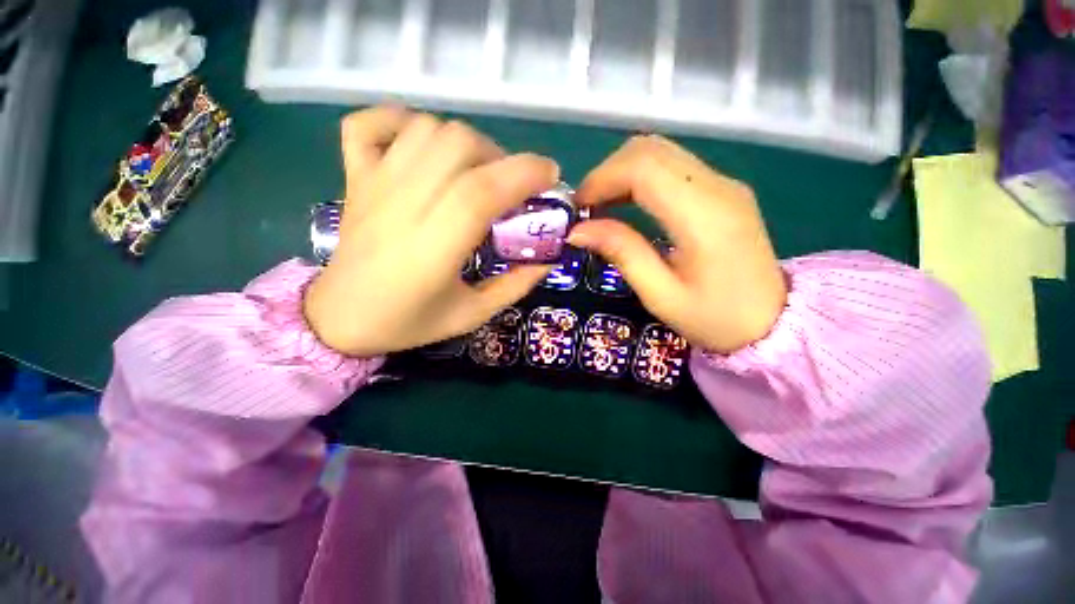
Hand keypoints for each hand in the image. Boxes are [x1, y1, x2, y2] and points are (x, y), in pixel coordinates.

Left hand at [303, 106, 556, 356]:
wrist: (341, 319)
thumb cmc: (410, 322)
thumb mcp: (473, 315)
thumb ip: (515, 286)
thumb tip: (549, 259)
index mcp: (433, 249)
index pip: (480, 190)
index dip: (523, 174)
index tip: (550, 177)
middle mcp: (402, 207)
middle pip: (457, 145)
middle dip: (500, 157)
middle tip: (511, 186)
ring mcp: (373, 185)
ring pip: (426, 129)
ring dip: (464, 142)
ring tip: (476, 171)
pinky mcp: (354, 178)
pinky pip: (369, 124)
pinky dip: (401, 121)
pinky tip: (423, 146)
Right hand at [568, 135, 785, 352]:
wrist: (774, 324)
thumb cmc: (716, 319)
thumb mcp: (661, 295)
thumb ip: (622, 254)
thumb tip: (578, 230)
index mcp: (704, 216)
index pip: (643, 168)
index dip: (602, 179)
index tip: (579, 207)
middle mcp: (717, 187)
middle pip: (650, 149)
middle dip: (607, 172)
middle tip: (587, 207)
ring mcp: (723, 184)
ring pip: (660, 152)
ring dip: (622, 173)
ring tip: (601, 207)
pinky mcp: (722, 190)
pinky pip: (672, 167)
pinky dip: (640, 178)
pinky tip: (626, 204)